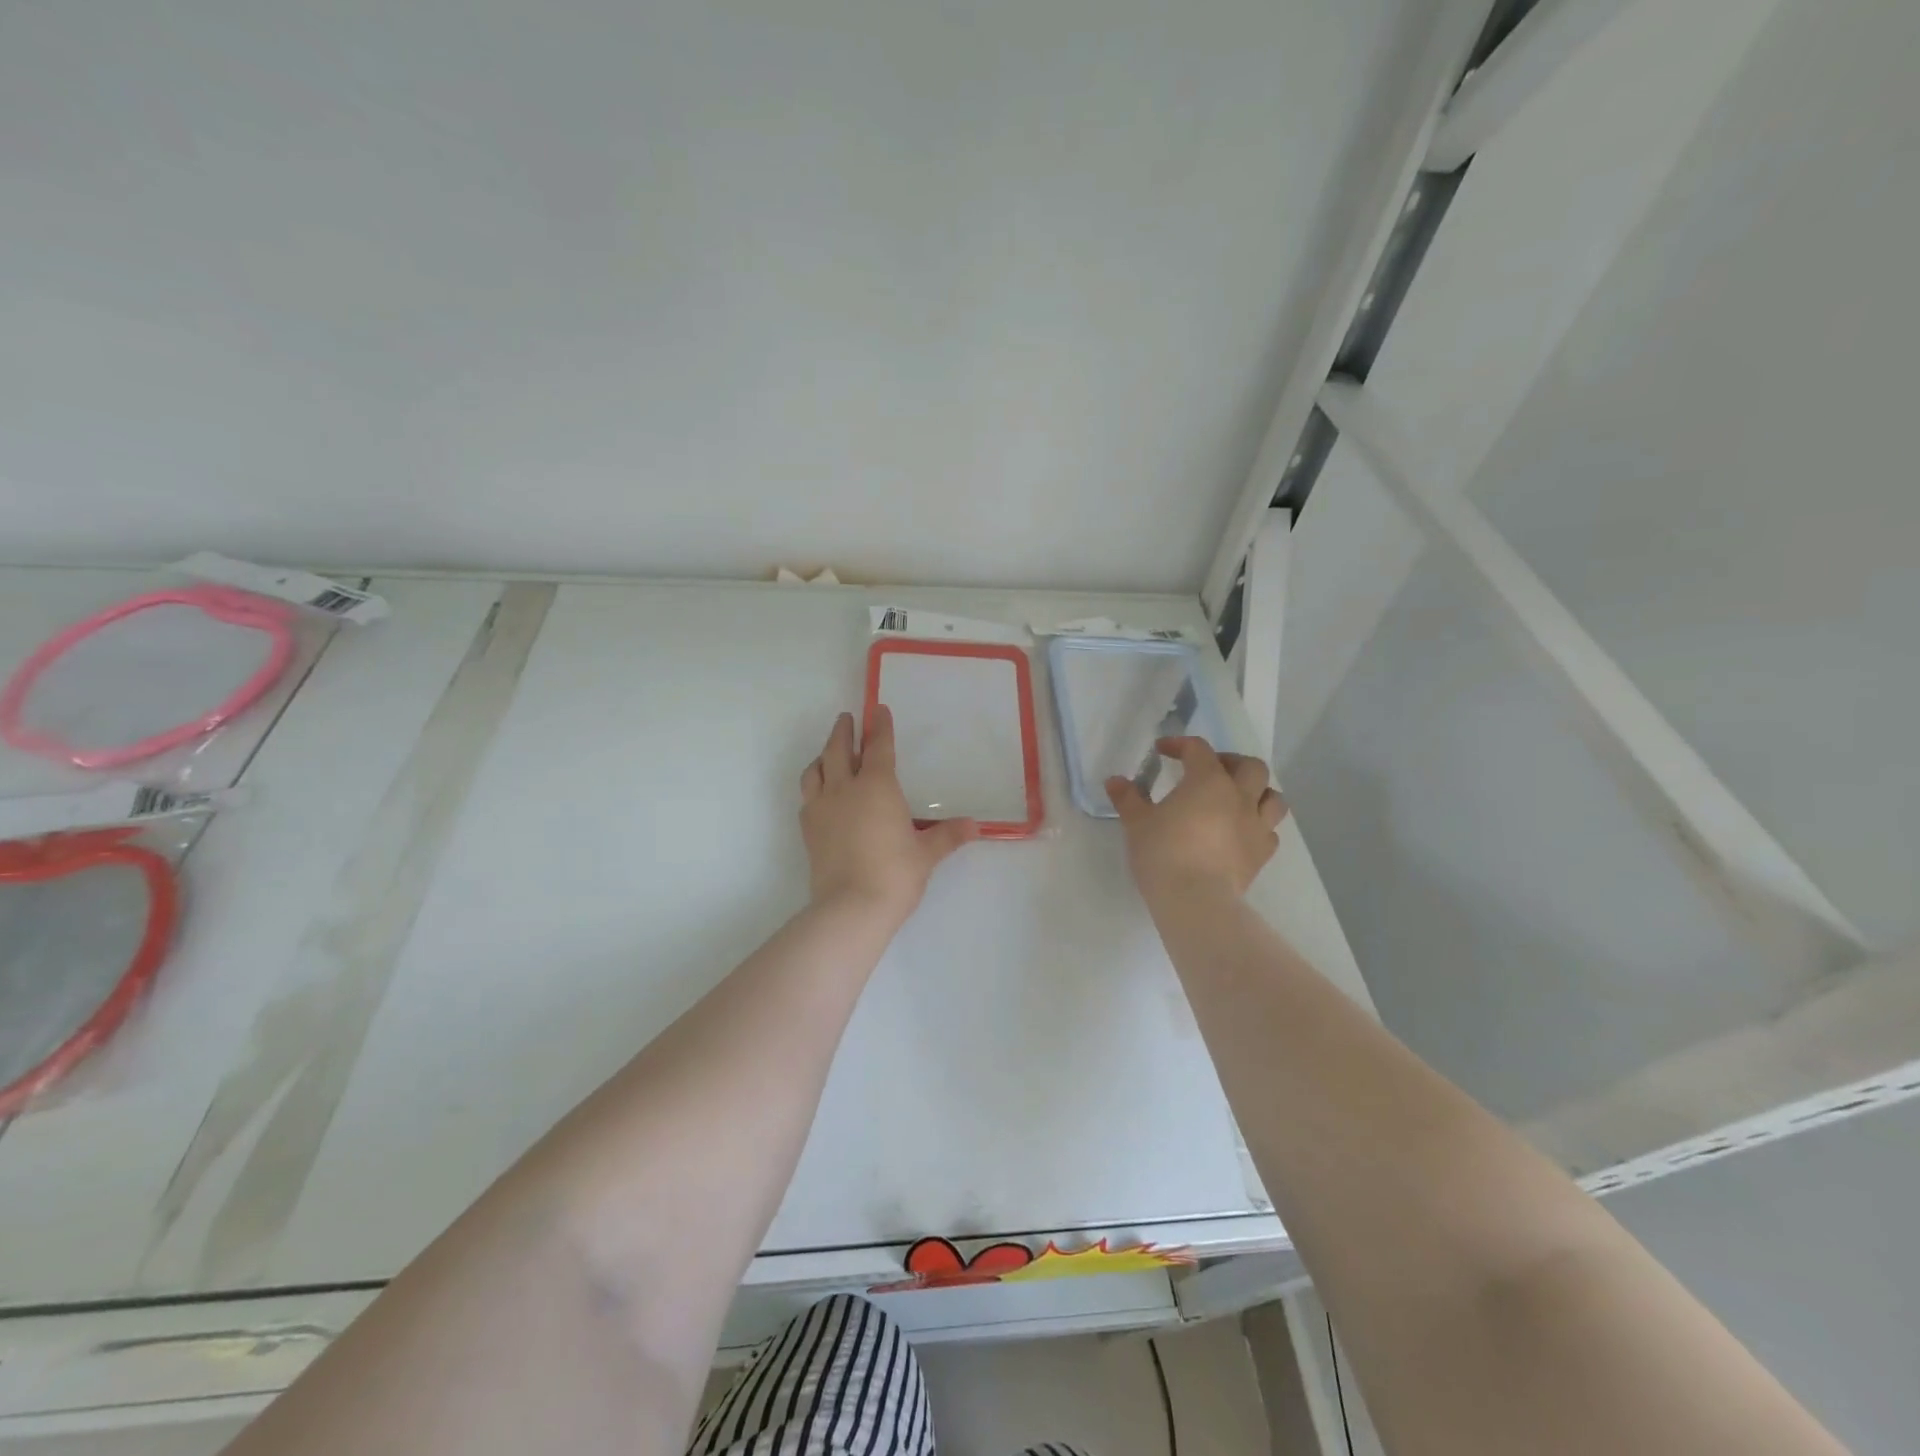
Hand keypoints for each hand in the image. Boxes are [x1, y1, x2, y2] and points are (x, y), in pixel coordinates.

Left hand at [799, 707, 977, 921]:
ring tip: (829, 752)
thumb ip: (947, 835)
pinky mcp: (808, 829)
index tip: (879, 710)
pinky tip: (820, 792)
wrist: (851, 908)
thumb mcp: (926, 854)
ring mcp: (822, 808)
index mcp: (877, 786)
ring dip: (824, 754)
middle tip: (847, 719)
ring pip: (816, 769)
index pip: (878, 747)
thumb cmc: (895, 874)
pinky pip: (807, 795)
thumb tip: (975, 826)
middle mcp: (845, 789)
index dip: (880, 727)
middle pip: (839, 749)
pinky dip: (813, 784)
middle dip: (844, 731)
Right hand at [1106, 739, 1286, 902]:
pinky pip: (1269, 831)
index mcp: (1208, 781)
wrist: (1195, 899)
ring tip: (1236, 799)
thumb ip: (1128, 798)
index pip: (1198, 749)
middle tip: (1209, 771)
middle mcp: (1239, 796)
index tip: (1162, 751)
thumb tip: (1115, 781)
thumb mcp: (1136, 823)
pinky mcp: (1262, 854)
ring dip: (1257, 792)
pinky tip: (1241, 833)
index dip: (1179, 745)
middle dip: (1230, 762)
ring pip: (1272, 797)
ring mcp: (1256, 826)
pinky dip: (1258, 826)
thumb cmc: (1162, 853)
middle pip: (1250, 766)